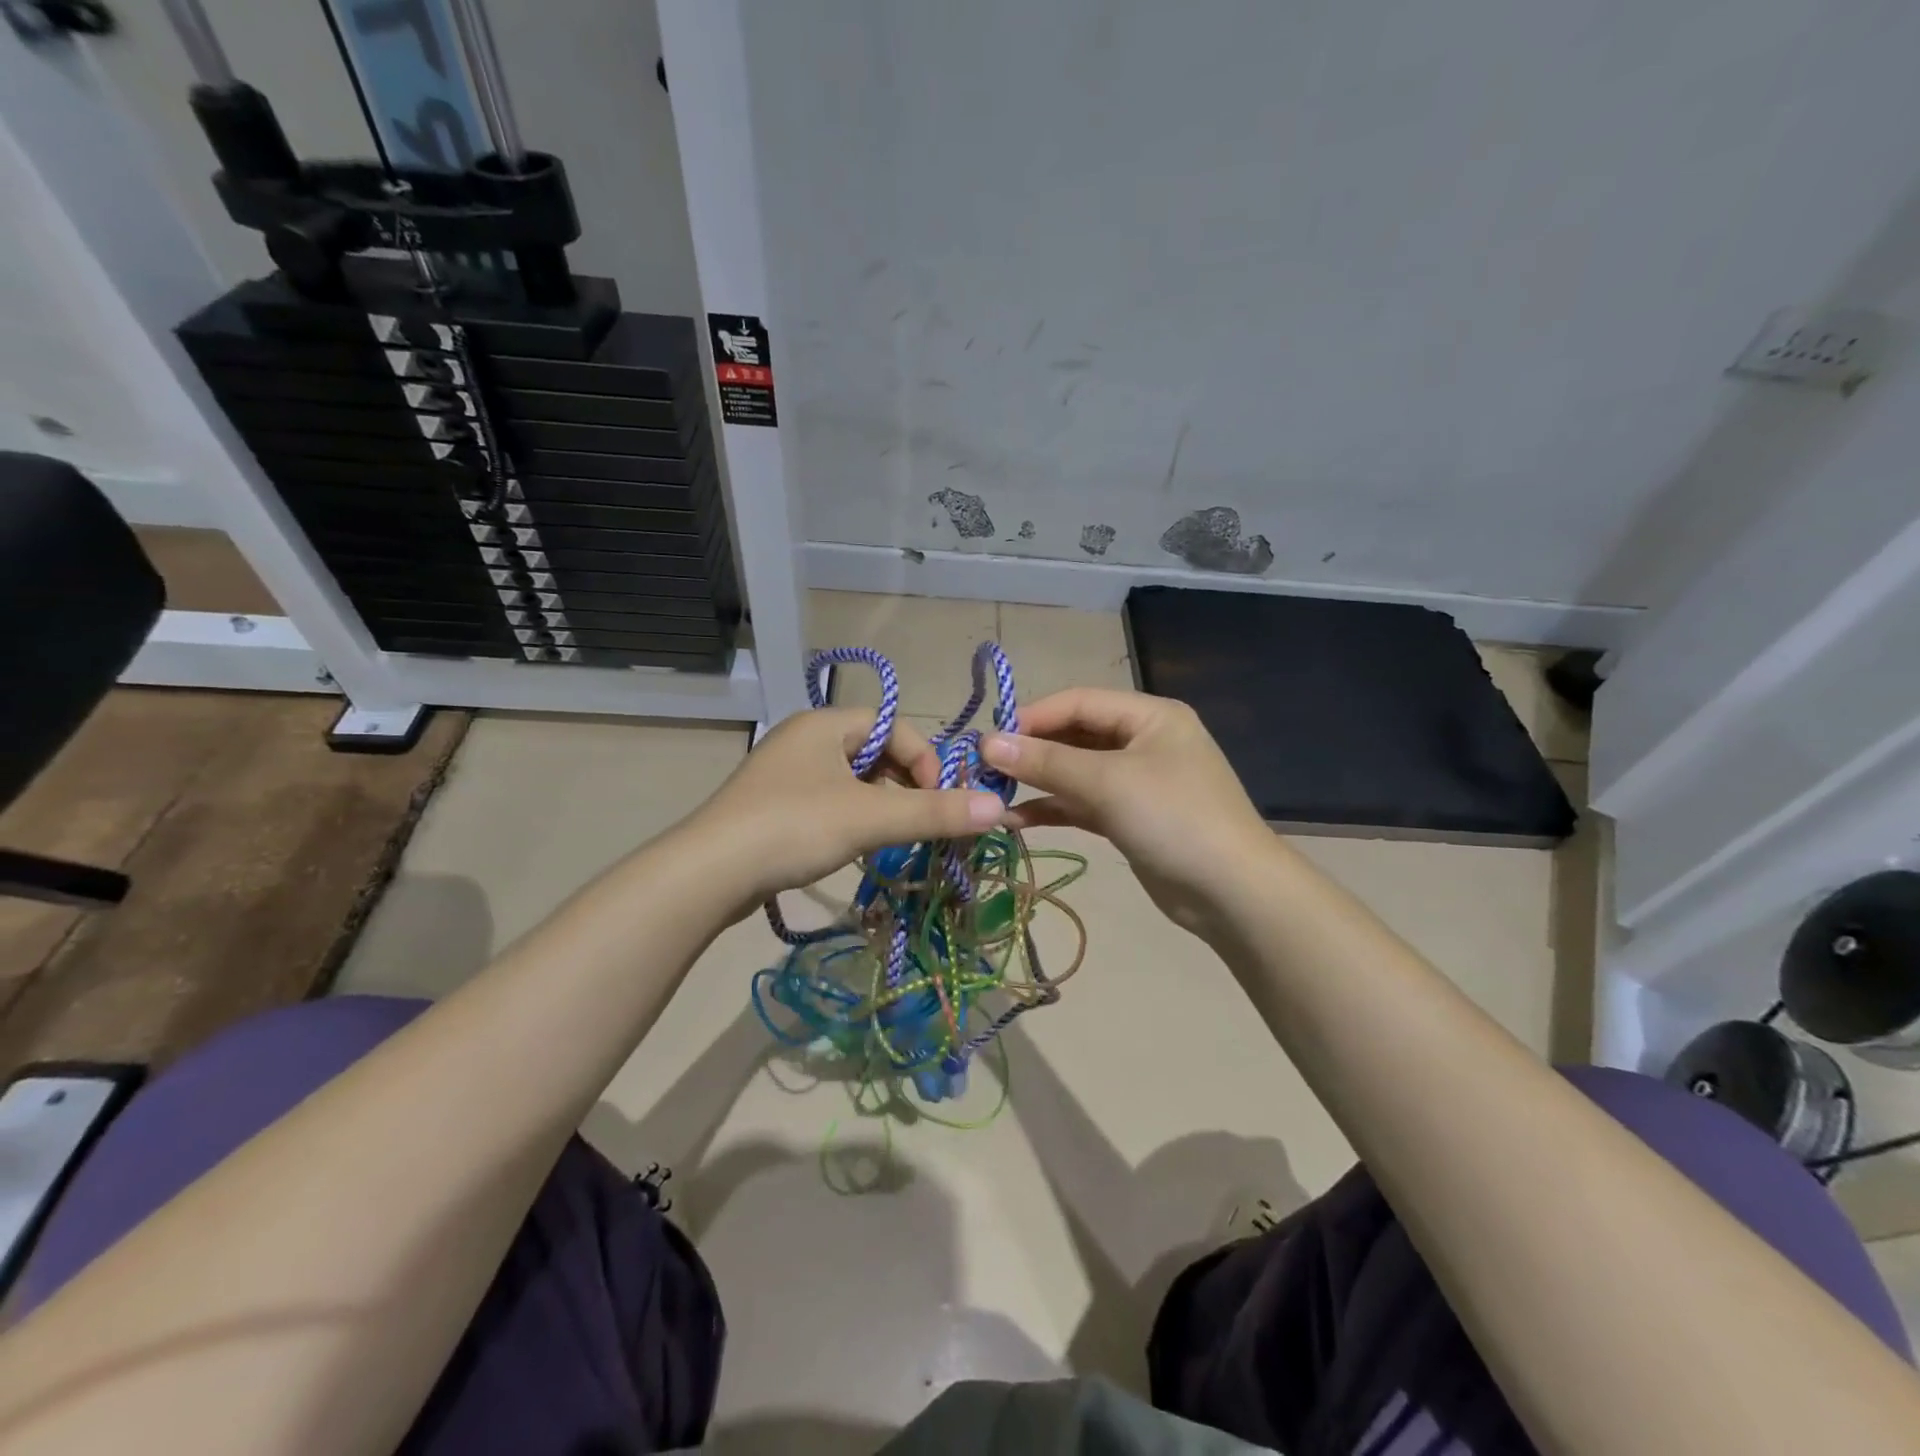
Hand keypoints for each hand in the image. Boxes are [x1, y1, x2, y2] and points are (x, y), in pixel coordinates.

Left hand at [686, 708, 1004, 911]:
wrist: (709, 873)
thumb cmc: (793, 827)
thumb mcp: (870, 817)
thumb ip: (935, 812)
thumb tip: (1000, 807)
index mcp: (826, 723)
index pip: (896, 727)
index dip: (926, 761)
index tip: (939, 802)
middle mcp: (805, 738)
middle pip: (875, 752)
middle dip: (905, 784)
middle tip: (922, 820)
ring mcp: (786, 773)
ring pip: (853, 780)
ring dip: (881, 805)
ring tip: (894, 837)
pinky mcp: (774, 805)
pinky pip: (829, 801)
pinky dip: (853, 818)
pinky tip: (857, 846)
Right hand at [982, 688, 1271, 936]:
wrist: (1232, 893)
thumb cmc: (1174, 819)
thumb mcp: (1107, 783)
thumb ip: (1046, 762)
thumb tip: (988, 743)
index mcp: (1149, 716)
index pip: (1078, 702)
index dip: (1032, 717)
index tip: (989, 739)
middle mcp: (1143, 741)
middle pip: (1075, 735)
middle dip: (1032, 750)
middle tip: (985, 768)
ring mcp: (1137, 781)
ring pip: (1076, 772)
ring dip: (1038, 781)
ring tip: (993, 793)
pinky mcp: (1130, 818)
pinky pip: (1083, 803)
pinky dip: (1053, 808)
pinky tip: (1016, 819)